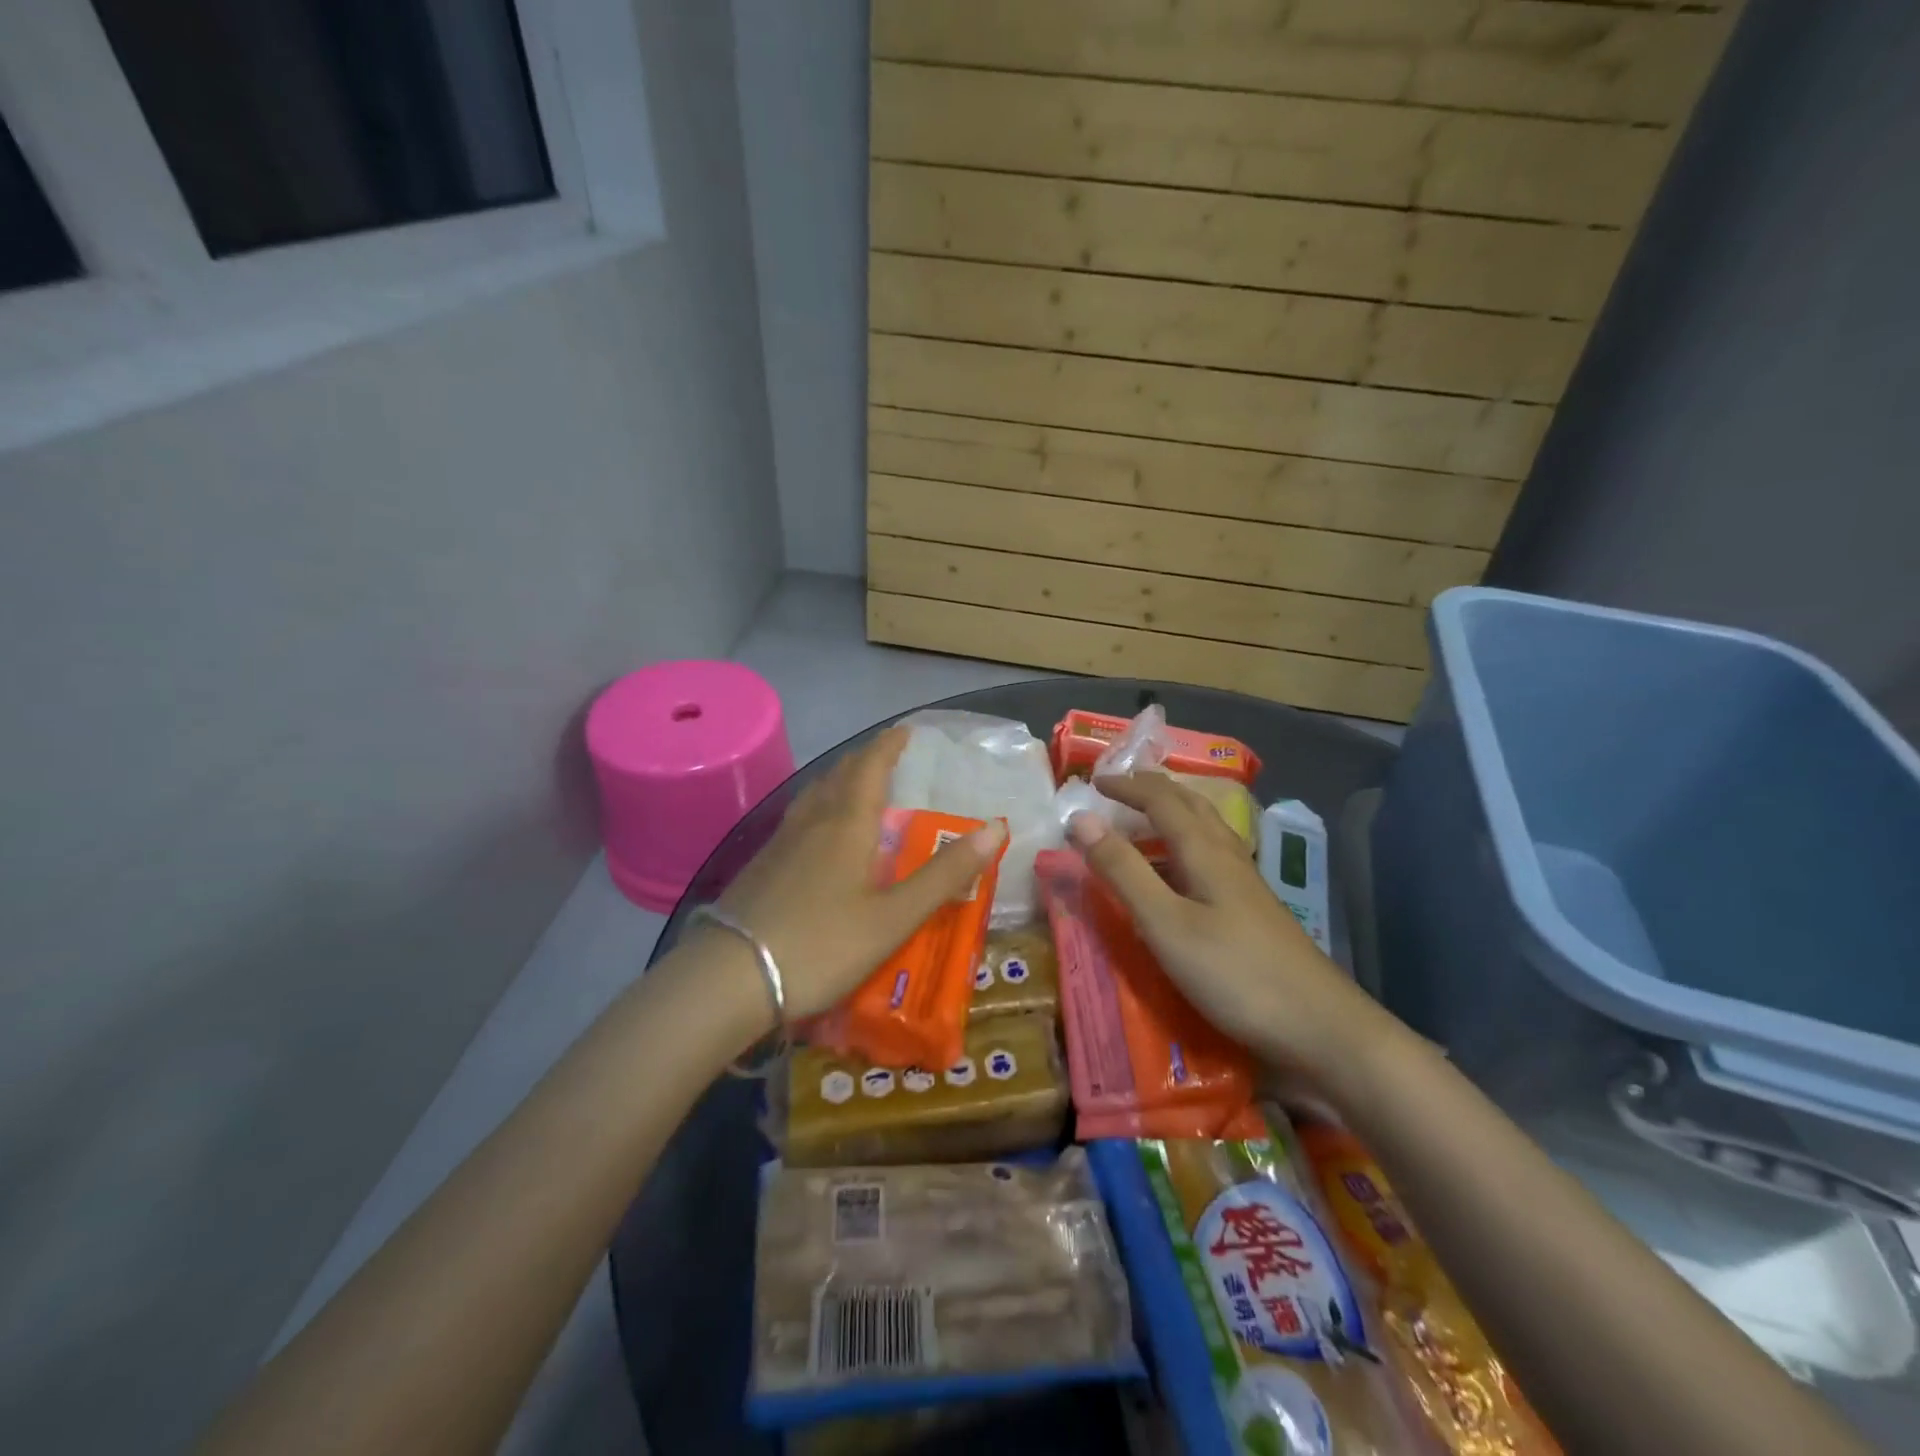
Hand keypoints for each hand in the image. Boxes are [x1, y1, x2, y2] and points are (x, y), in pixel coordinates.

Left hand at [709, 726, 1007, 1026]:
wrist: (729, 978)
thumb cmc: (821, 945)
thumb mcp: (894, 917)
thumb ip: (944, 875)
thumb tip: (996, 828)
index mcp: (847, 824)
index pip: (870, 767)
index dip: (890, 745)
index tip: (906, 731)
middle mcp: (812, 822)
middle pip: (839, 775)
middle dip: (865, 759)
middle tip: (886, 756)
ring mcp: (779, 843)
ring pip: (814, 796)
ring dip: (838, 780)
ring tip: (854, 786)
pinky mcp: (760, 866)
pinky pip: (798, 819)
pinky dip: (818, 808)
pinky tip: (817, 835)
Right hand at [1068, 771, 1386, 1075]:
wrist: (1320, 1026)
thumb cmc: (1234, 973)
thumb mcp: (1165, 923)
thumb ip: (1123, 870)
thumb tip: (1080, 819)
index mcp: (1204, 850)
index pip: (1161, 800)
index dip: (1126, 786)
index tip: (1094, 782)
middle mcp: (1228, 855)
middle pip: (1190, 804)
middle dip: (1152, 790)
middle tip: (1118, 790)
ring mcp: (1246, 883)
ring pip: (1206, 828)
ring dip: (1172, 813)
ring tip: (1143, 821)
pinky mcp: (1254, 909)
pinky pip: (1212, 855)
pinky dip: (1185, 844)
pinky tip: (1181, 871)